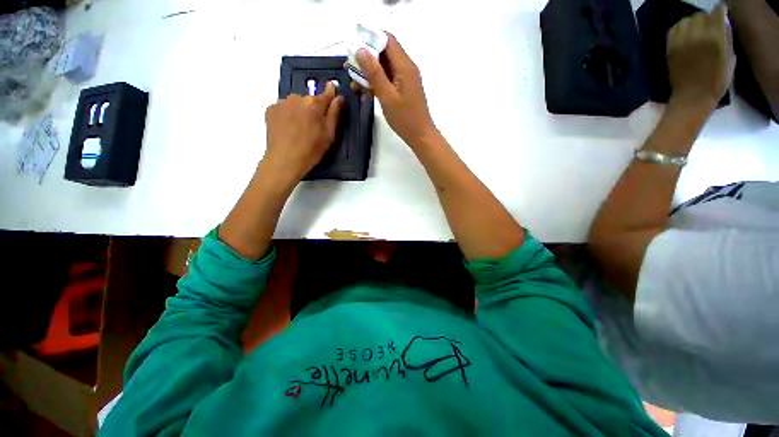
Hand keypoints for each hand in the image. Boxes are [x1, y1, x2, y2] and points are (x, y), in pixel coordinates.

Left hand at [261, 82, 343, 184]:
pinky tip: (289, 128)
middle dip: (314, 108)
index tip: (333, 91)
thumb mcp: (329, 134)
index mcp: (314, 104)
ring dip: (300, 111)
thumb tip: (339, 97)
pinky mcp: (271, 109)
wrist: (285, 160)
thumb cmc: (312, 150)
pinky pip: (284, 108)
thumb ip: (335, 113)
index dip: (331, 93)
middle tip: (314, 125)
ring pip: (296, 103)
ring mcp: (282, 102)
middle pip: (310, 99)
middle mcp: (297, 97)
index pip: (327, 93)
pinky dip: (288, 114)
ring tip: (300, 128)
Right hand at [356, 33, 437, 146]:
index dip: (370, 38)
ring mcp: (405, 79)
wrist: (420, 136)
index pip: (387, 40)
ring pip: (384, 68)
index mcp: (405, 66)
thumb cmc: (405, 119)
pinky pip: (388, 80)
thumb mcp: (387, 97)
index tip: (353, 47)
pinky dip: (376, 83)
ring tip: (354, 85)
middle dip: (366, 59)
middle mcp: (406, 68)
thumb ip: (374, 74)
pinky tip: (365, 93)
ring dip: (369, 74)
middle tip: (350, 69)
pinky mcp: (403, 89)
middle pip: (384, 53)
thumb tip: (361, 50)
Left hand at [667, 4, 734, 111]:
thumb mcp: (730, 57)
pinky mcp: (670, 48)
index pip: (717, 12)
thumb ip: (726, 37)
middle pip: (700, 15)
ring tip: (696, 31)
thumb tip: (723, 22)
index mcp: (716, 38)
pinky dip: (679, 29)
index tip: (720, 17)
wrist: (692, 97)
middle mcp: (698, 36)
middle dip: (705, 19)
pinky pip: (673, 30)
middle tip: (708, 27)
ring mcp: (681, 42)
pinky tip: (685, 35)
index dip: (719, 13)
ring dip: (691, 23)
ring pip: (686, 21)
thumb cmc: (716, 81)